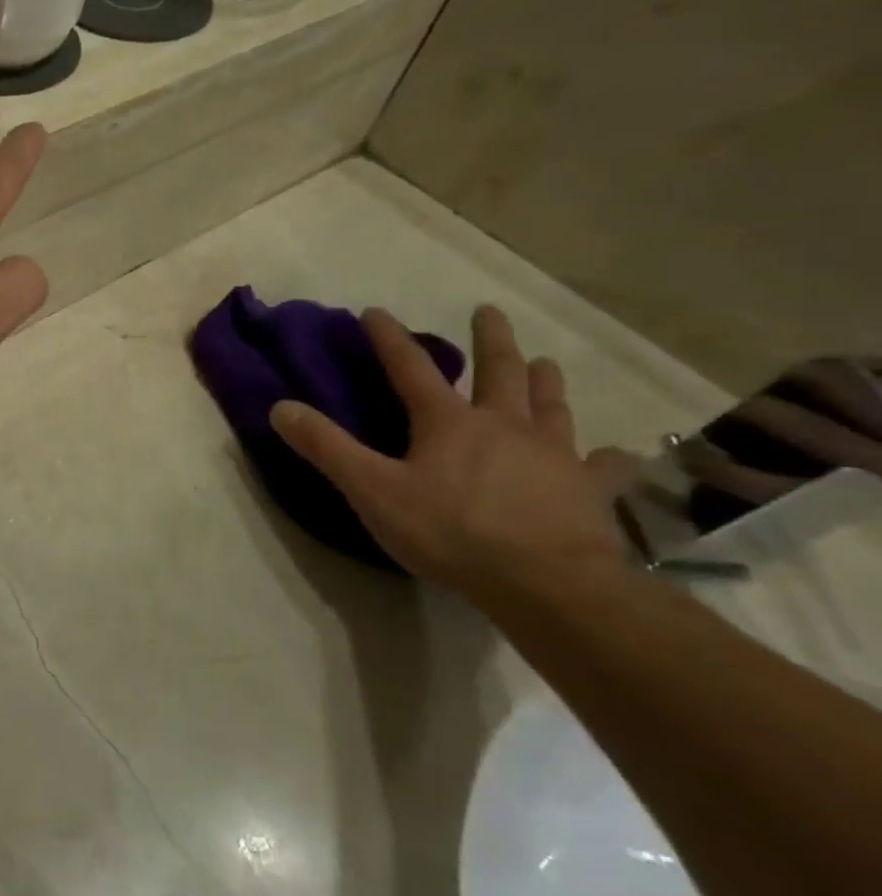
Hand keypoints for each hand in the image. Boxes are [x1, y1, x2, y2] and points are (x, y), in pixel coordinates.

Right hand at [269, 305, 632, 600]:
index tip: (375, 312)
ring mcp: (553, 454)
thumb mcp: (372, 490)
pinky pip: (604, 467)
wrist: (547, 584)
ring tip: (544, 363)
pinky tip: (615, 454)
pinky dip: (607, 457)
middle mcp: (504, 425)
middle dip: (490, 339)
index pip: (410, 368)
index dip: (390, 338)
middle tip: (489, 312)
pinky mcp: (589, 490)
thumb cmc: (450, 532)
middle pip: (498, 371)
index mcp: (448, 422)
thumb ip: (327, 447)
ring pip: (550, 405)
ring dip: (544, 381)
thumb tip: (281, 406)